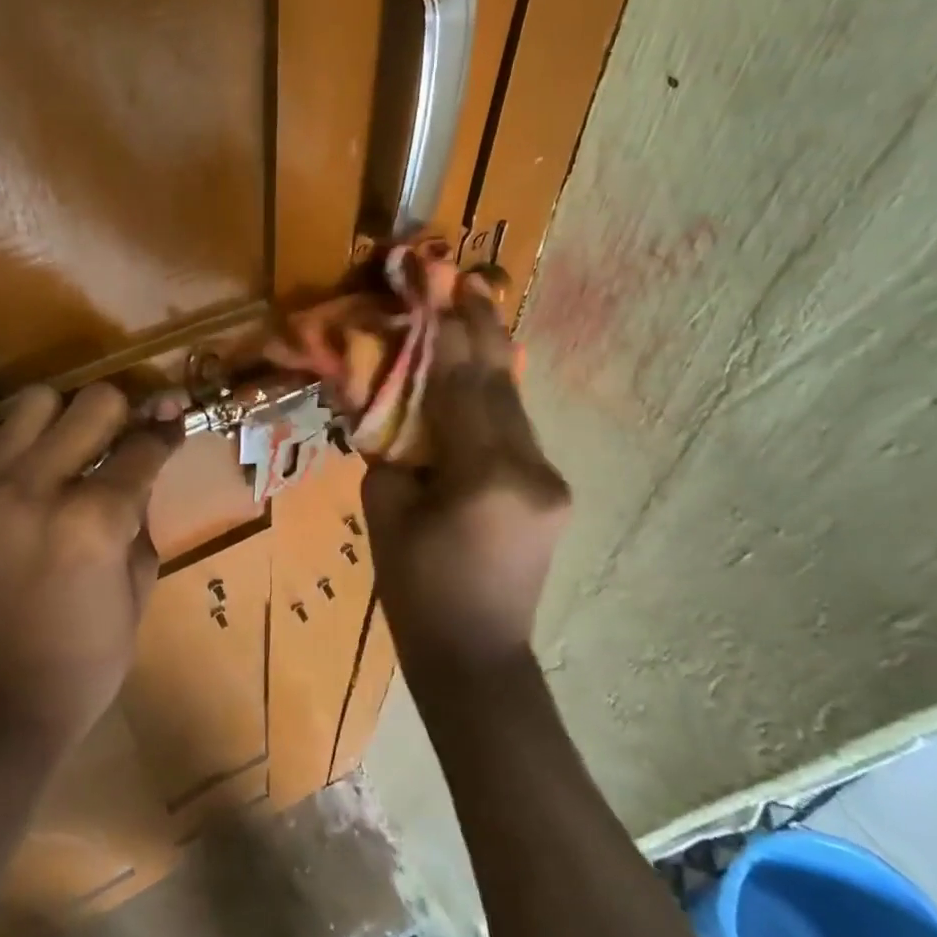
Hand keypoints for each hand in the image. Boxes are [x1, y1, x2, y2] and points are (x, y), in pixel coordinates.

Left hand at [0, 383, 181, 745]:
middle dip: (122, 414)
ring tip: (73, 449)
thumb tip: (144, 460)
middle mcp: (37, 487)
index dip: (167, 431)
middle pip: (93, 402)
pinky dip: (24, 445)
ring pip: (36, 403)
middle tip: (126, 435)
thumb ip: (141, 510)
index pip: (142, 446)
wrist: (1, 700)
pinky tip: (36, 476)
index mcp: (94, 519)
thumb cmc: (89, 654)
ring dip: (65, 419)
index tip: (174, 420)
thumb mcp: (140, 581)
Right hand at [361, 286, 570, 673]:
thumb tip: (385, 401)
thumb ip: (388, 448)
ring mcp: (550, 481)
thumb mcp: (385, 513)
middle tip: (470, 279)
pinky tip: (480, 376)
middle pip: (500, 385)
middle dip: (482, 328)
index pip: (461, 386)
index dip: (446, 333)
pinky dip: (493, 399)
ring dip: (491, 359)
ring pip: (514, 405)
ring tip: (476, 311)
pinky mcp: (552, 492)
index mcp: (484, 476)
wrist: (477, 657)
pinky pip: (516, 432)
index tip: (438, 285)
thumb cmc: (416, 591)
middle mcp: (530, 470)